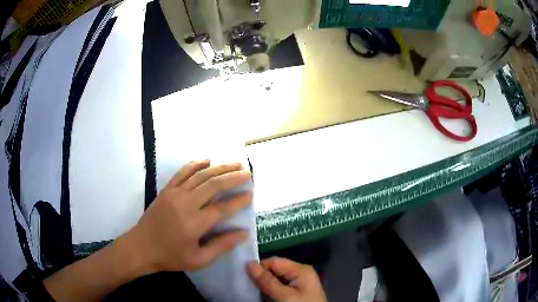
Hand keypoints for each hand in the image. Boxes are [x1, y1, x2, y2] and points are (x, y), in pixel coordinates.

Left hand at [126, 160, 252, 273]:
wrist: (141, 247)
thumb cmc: (170, 256)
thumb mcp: (199, 260)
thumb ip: (221, 246)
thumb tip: (243, 233)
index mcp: (195, 224)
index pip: (222, 208)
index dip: (238, 200)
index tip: (251, 194)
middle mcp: (186, 204)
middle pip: (213, 185)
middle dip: (232, 177)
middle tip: (247, 172)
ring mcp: (174, 194)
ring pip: (200, 175)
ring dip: (219, 168)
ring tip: (234, 163)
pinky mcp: (166, 190)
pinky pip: (182, 172)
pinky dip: (195, 164)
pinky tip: (207, 160)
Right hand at [247, 257, 327, 301]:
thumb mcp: (284, 296)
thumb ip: (267, 281)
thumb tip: (249, 264)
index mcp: (301, 269)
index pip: (274, 261)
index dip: (260, 267)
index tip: (245, 276)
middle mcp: (300, 272)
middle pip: (275, 269)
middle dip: (262, 276)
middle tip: (248, 284)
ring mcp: (299, 282)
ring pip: (276, 278)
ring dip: (265, 284)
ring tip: (254, 290)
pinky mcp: (297, 291)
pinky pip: (280, 285)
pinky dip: (271, 290)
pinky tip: (265, 295)